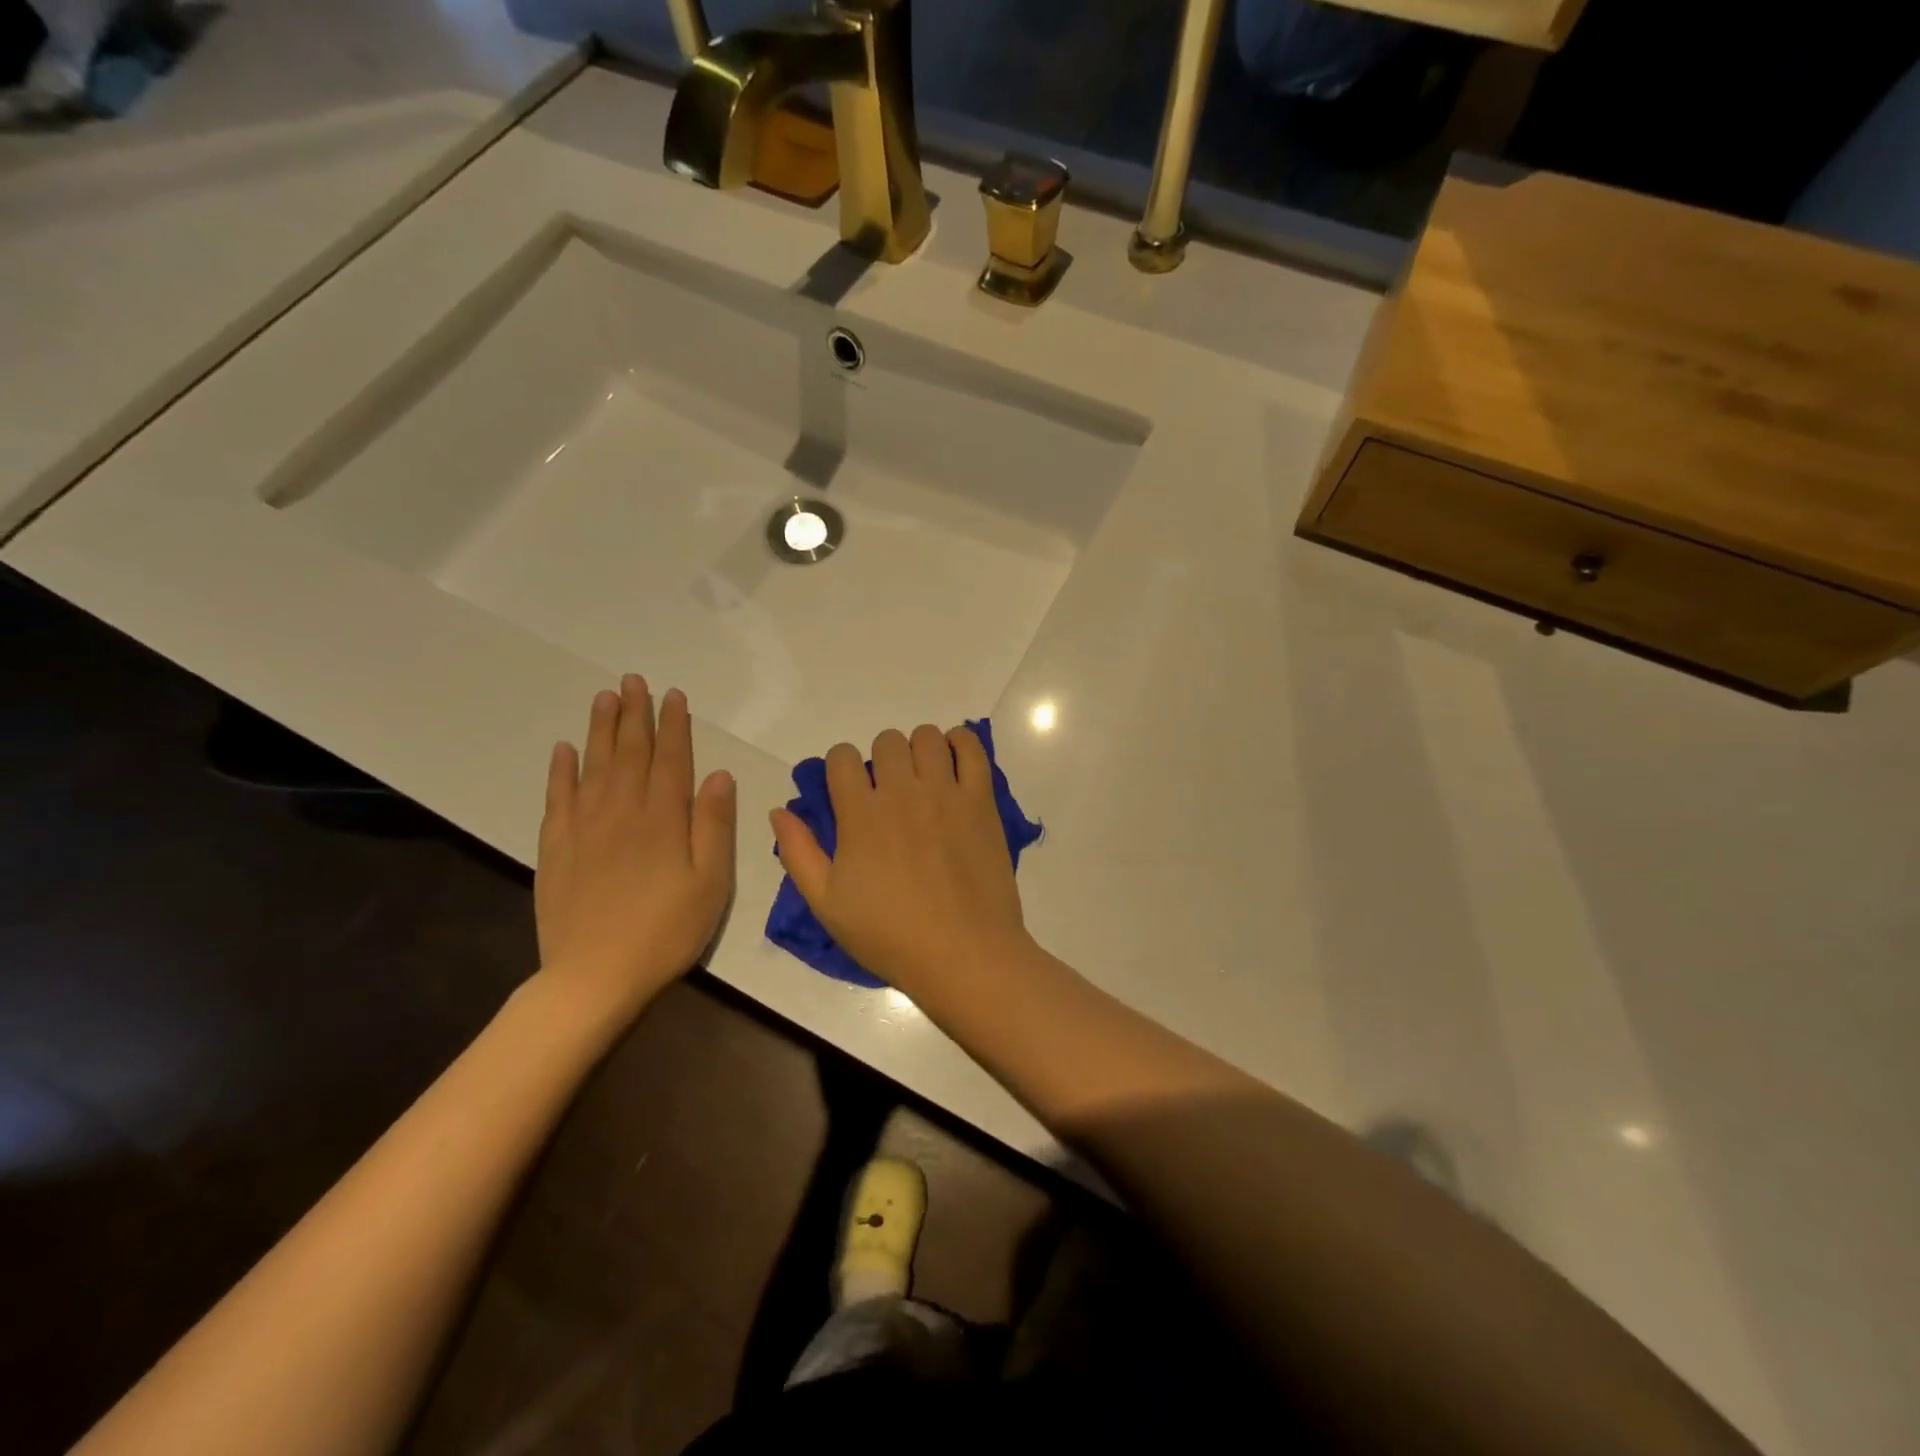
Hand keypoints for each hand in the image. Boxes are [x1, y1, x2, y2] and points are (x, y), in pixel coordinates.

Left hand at [535, 676, 735, 1024]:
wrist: (594, 977)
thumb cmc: (666, 932)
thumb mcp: (711, 883)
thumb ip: (714, 826)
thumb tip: (718, 775)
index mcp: (663, 819)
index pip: (670, 759)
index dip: (674, 725)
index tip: (673, 695)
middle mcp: (622, 811)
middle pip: (629, 752)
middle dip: (635, 714)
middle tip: (633, 680)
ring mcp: (584, 828)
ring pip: (593, 765)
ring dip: (600, 729)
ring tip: (605, 697)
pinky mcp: (556, 848)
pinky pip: (557, 798)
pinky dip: (560, 770)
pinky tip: (564, 749)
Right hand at [771, 724, 1032, 1003]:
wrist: (962, 953)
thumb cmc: (890, 935)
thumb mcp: (827, 904)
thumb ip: (798, 853)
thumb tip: (779, 811)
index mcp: (860, 814)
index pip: (842, 757)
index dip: (841, 769)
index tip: (849, 792)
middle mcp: (902, 791)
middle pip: (886, 741)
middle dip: (881, 759)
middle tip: (888, 792)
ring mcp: (945, 792)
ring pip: (927, 736)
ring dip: (919, 749)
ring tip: (923, 778)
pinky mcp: (980, 800)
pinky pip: (971, 747)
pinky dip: (961, 743)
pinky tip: (953, 763)